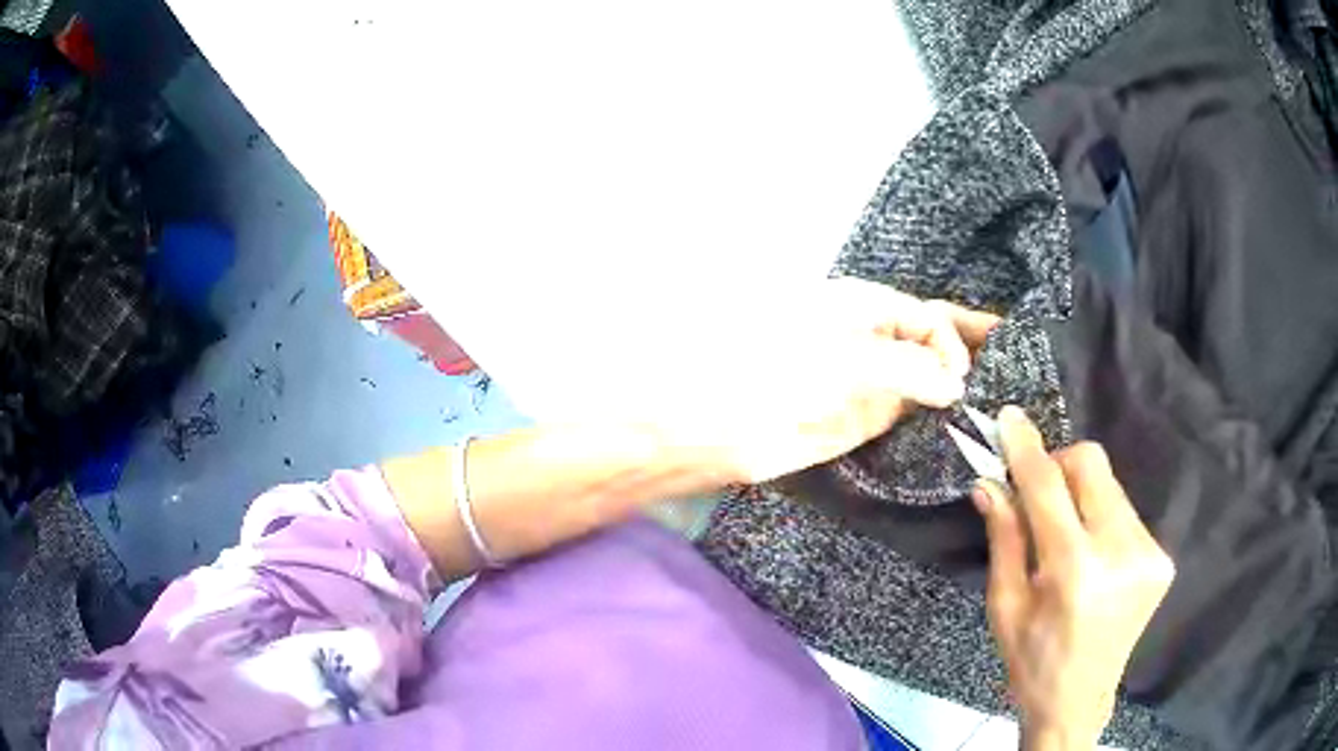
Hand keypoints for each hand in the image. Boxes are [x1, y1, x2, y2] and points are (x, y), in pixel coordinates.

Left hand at [690, 277, 998, 483]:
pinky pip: (910, 409)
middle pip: (932, 338)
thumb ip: (907, 368)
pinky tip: (961, 422)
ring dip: (957, 384)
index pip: (926, 315)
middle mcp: (873, 338)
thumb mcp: (846, 356)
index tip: (961, 377)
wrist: (724, 425)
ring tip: (998, 396)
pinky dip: (935, 414)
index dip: (951, 340)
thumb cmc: (780, 371)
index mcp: (865, 305)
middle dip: (968, 348)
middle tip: (1011, 363)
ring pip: (926, 375)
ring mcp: (871, 378)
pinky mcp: (866, 417)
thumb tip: (954, 386)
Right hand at [972, 407, 1174, 750]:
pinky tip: (1091, 554)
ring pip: (1110, 485)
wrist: (1078, 702)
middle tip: (1037, 495)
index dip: (1027, 448)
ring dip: (1081, 494)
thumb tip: (989, 482)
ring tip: (1065, 534)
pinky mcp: (1161, 558)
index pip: (1049, 487)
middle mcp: (1121, 553)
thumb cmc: (1030, 661)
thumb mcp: (1005, 605)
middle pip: (1091, 465)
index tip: (1009, 418)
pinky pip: (1125, 511)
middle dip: (1059, 466)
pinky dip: (1100, 517)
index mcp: (1074, 572)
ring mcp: (1149, 554)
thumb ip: (1004, 537)